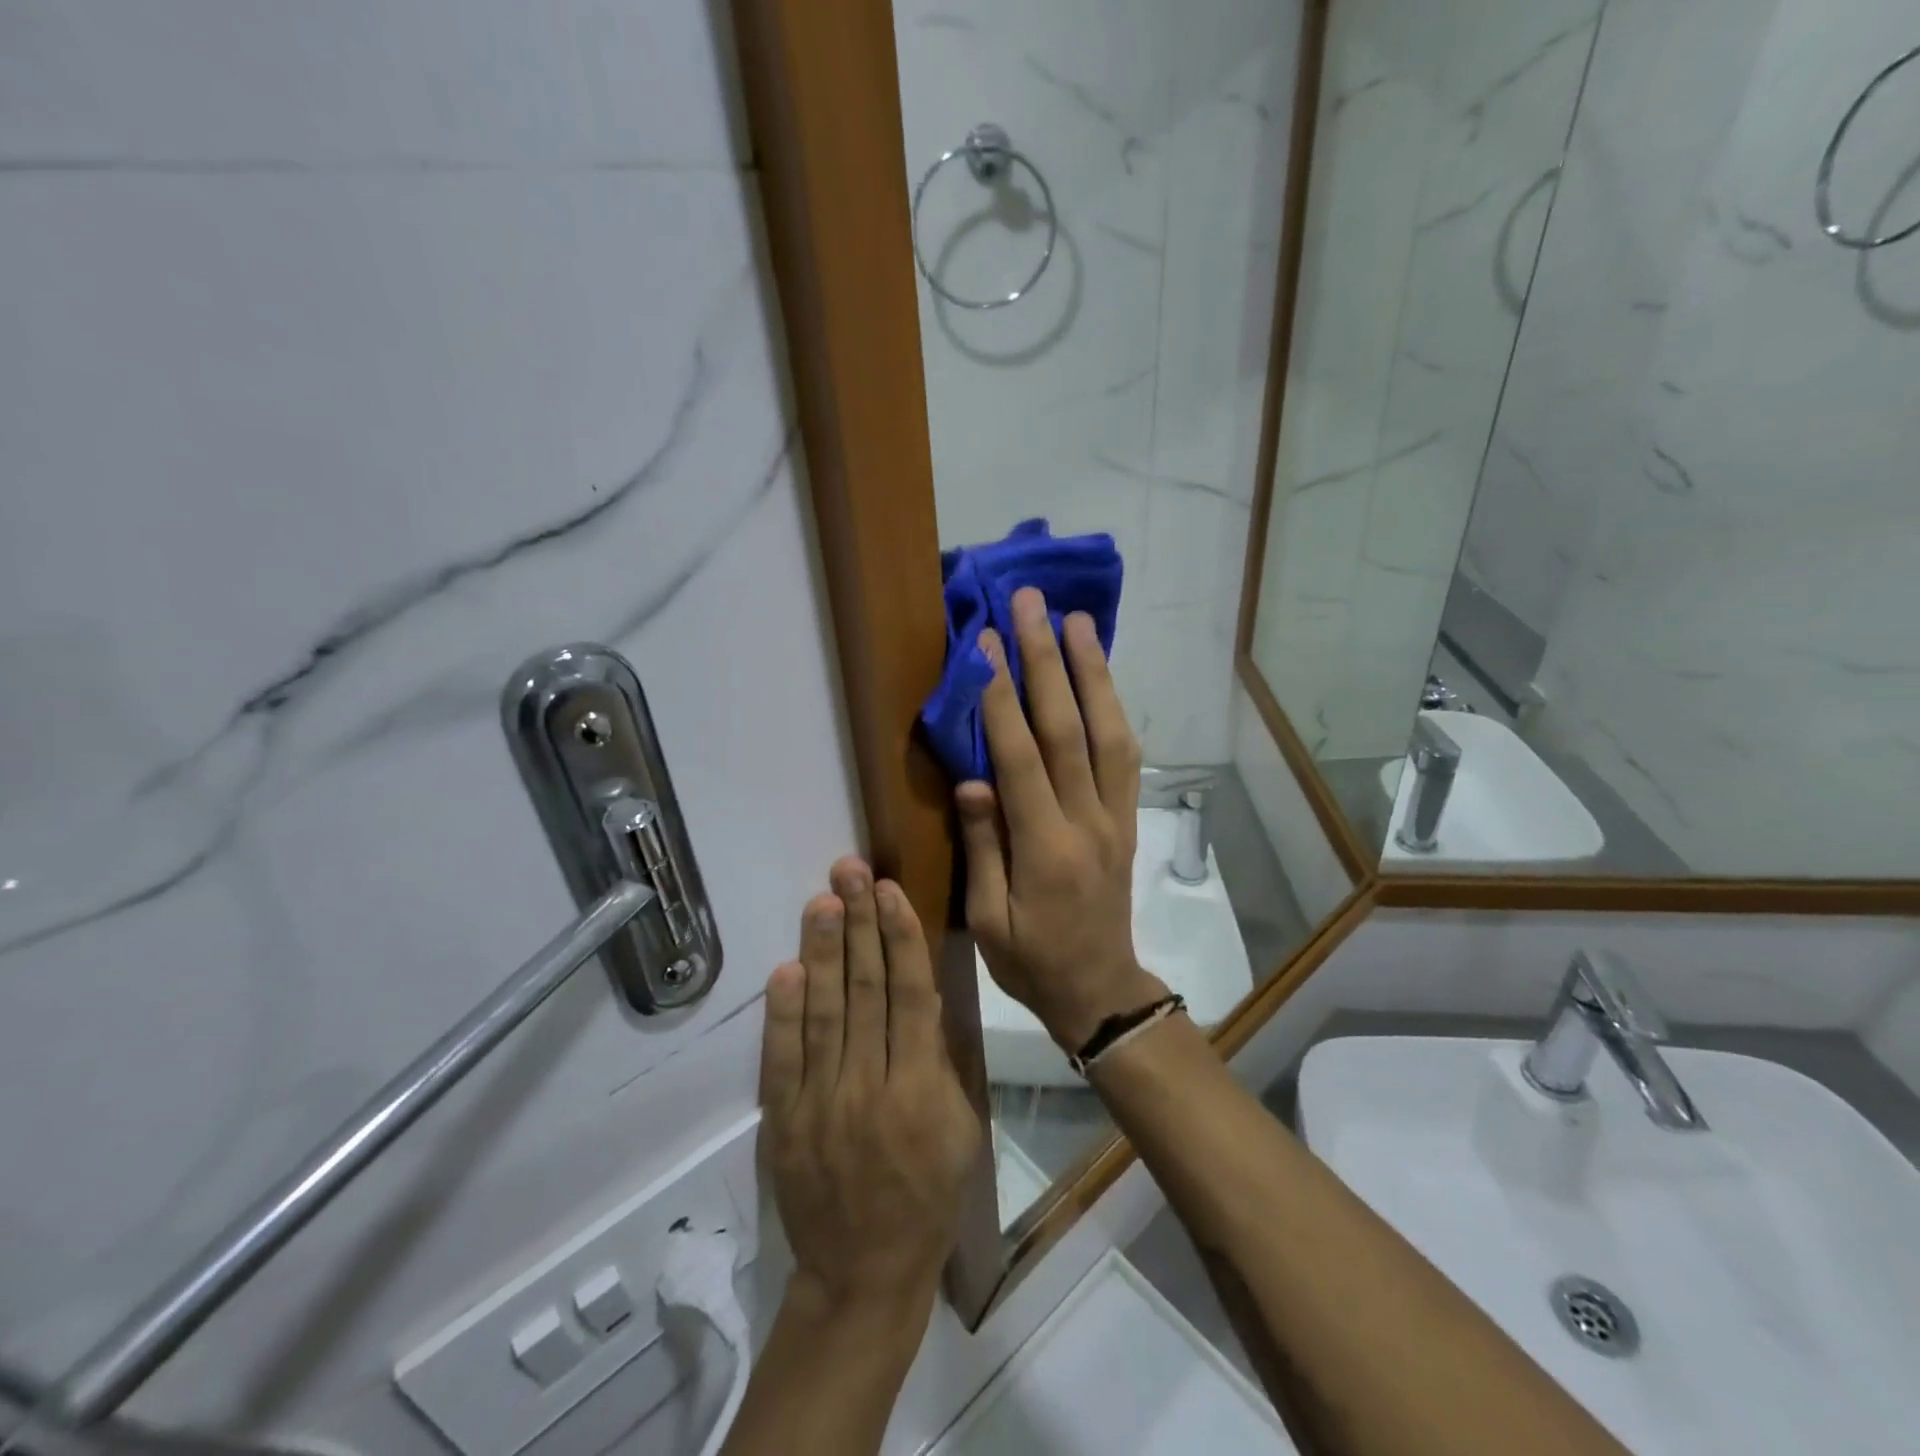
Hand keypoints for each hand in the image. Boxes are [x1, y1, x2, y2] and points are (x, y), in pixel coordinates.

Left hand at [759, 857, 981, 1319]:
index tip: (890, 891)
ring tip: (821, 900)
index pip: (910, 995)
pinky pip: (782, 1057)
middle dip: (858, 924)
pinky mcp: (784, 1118)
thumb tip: (921, 992)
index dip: (900, 938)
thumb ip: (940, 1059)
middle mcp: (869, 1084)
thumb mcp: (960, 1127)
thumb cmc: (927, 1195)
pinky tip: (785, 969)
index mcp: (920, 1088)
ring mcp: (821, 1101)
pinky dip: (783, 1012)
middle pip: (864, 990)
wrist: (864, 1272)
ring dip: (821, 951)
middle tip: (850, 871)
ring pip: (823, 1011)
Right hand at [955, 587, 1167, 1050]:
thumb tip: (973, 779)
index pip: (1021, 757)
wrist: (1100, 990)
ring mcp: (1115, 816)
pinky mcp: (1127, 818)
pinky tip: (1101, 677)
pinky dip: (1114, 708)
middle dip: (1047, 662)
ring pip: (1108, 732)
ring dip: (1092, 672)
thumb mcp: (988, 920)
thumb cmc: (1032, 961)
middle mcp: (1087, 821)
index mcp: (1046, 849)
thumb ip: (985, 846)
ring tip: (1077, 621)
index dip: (1001, 698)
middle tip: (1033, 605)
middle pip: (1069, 728)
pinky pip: (1125, 755)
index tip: (986, 644)